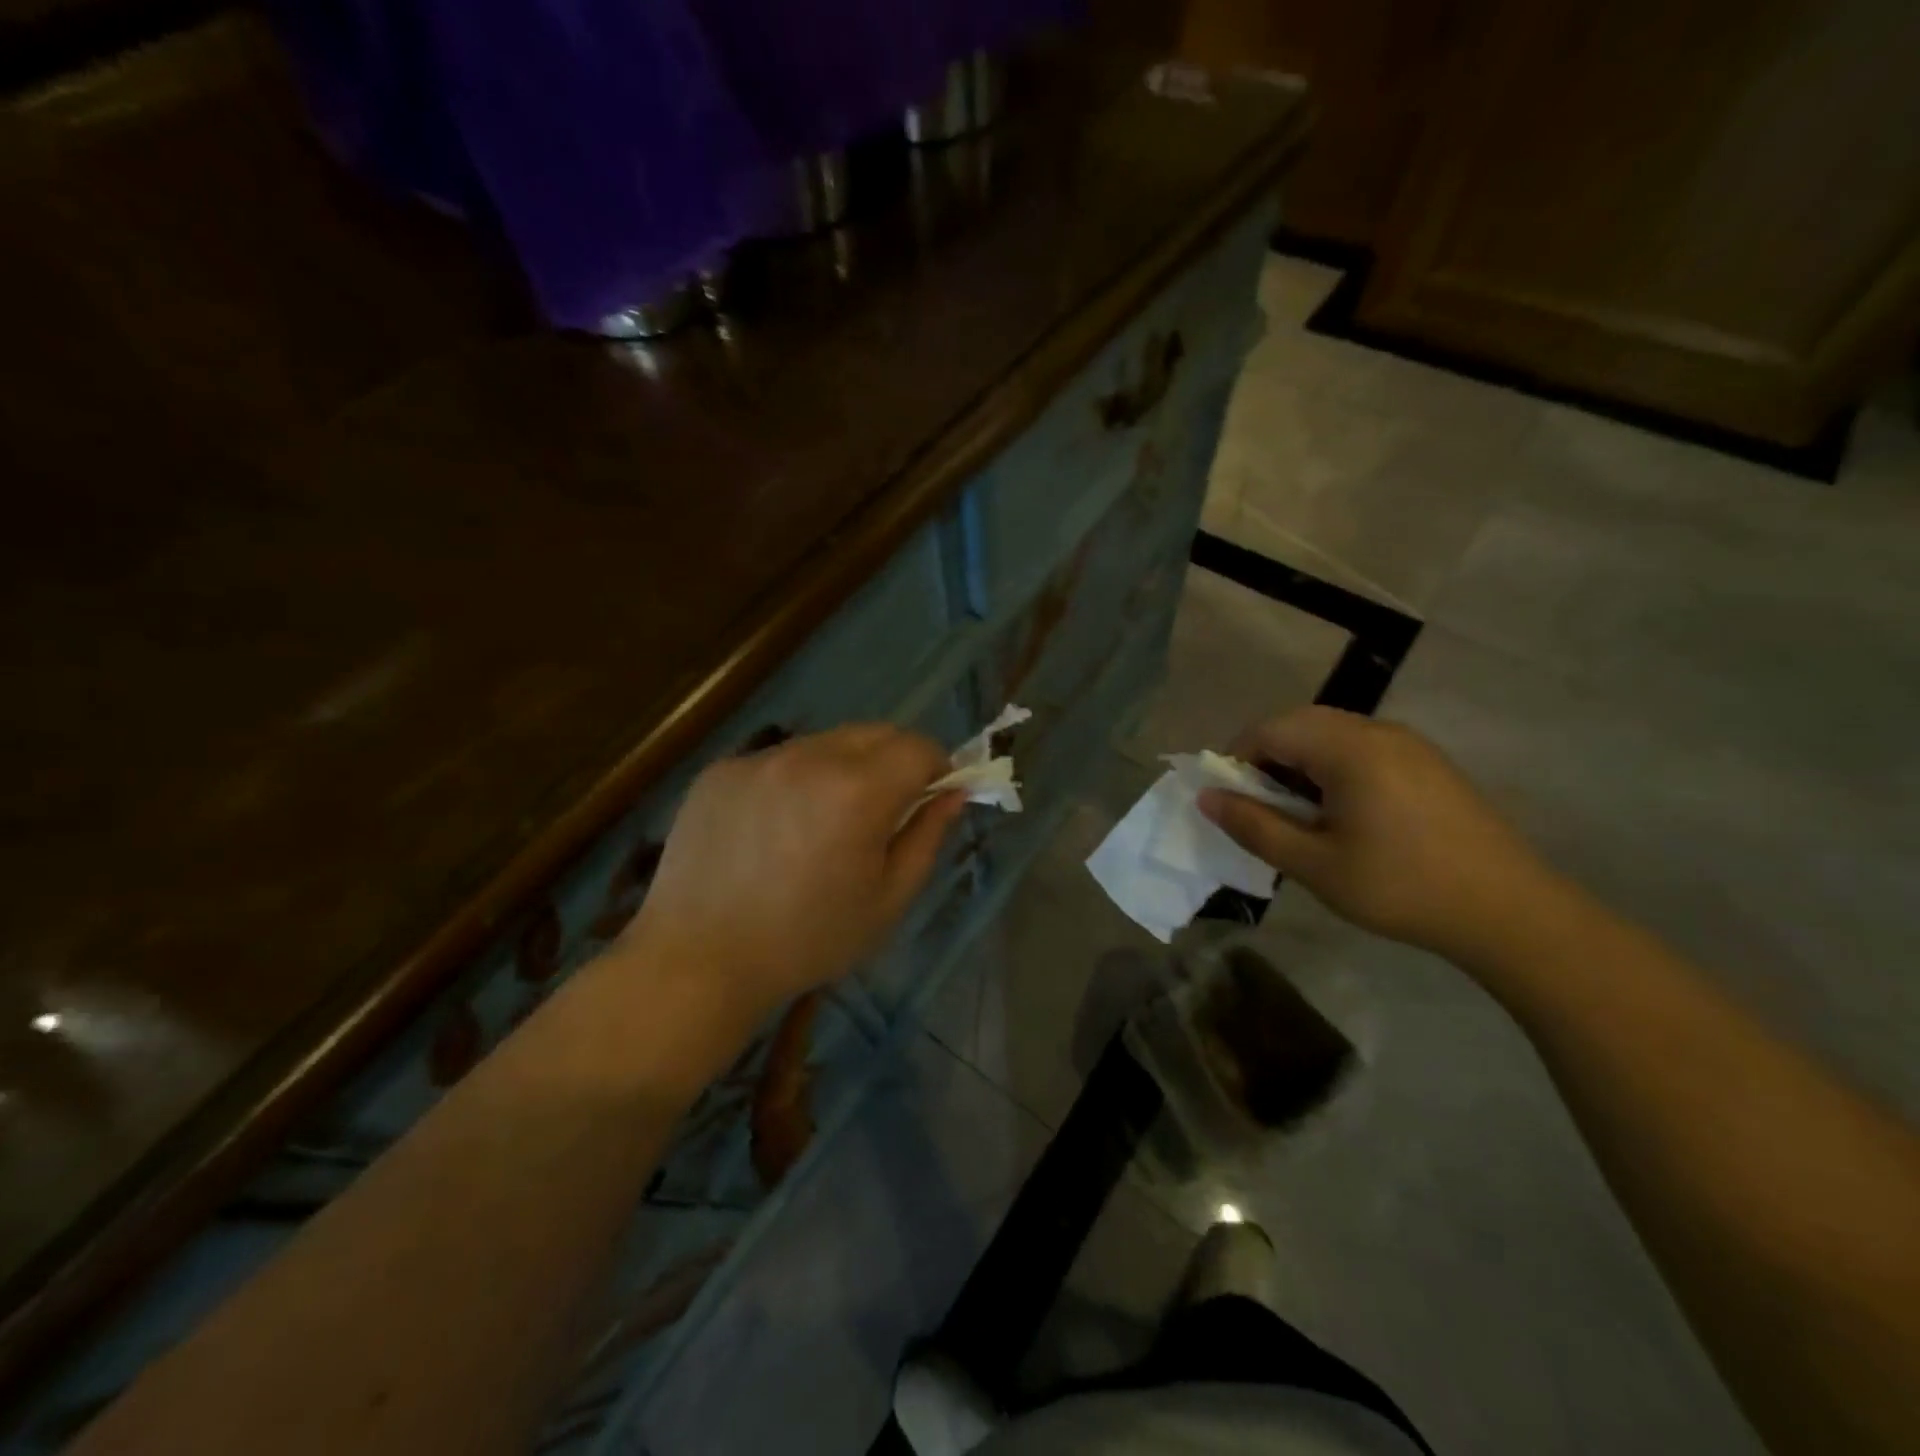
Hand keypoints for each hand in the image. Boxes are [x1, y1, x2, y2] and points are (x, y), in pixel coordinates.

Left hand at [624, 724, 965, 1016]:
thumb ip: (927, 837)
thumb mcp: (887, 900)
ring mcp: (759, 759)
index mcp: (857, 791)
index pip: (918, 746)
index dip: (937, 767)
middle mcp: (809, 758)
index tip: (932, 797)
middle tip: (885, 809)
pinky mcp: (721, 770)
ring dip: (844, 768)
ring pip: (825, 743)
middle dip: (895, 760)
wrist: (698, 961)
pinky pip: (778, 760)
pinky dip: (795, 780)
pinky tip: (776, 829)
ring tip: (825, 822)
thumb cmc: (806, 941)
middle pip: (874, 733)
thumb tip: (953, 794)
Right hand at [1199, 706, 1559, 961]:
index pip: (1269, 730)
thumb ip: (1254, 827)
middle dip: (1266, 759)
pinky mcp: (1428, 762)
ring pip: (1331, 734)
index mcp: (1349, 748)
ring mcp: (1409, 744)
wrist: (1510, 912)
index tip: (1228, 801)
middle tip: (1258, 808)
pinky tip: (1341, 813)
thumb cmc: (1401, 887)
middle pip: (1300, 724)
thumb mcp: (1314, 865)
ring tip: (1297, 814)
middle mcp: (1378, 731)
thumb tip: (1207, 798)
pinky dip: (1333, 768)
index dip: (1236, 759)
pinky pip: (1361, 748)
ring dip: (1299, 763)